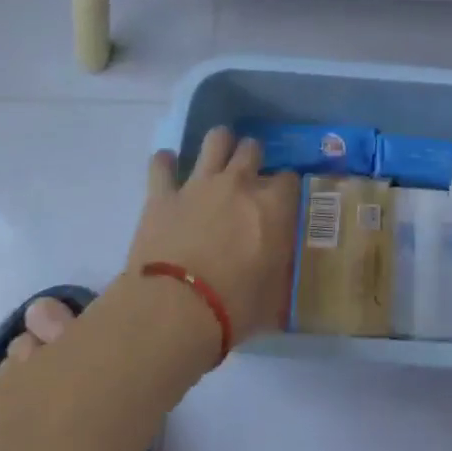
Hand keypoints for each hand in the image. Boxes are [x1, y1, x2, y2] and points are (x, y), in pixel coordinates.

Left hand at [127, 127, 299, 344]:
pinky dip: (165, 163)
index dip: (286, 188)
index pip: (289, 179)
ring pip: (215, 140)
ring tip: (217, 155)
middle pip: (252, 149)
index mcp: (272, 205)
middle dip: (253, 157)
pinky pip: (162, 165)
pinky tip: (167, 165)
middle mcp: (239, 183)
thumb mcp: (274, 295)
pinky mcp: (163, 194)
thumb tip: (285, 272)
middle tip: (249, 175)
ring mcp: (200, 184)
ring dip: (218, 144)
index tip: (282, 201)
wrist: (175, 310)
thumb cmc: (234, 307)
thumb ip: (281, 271)